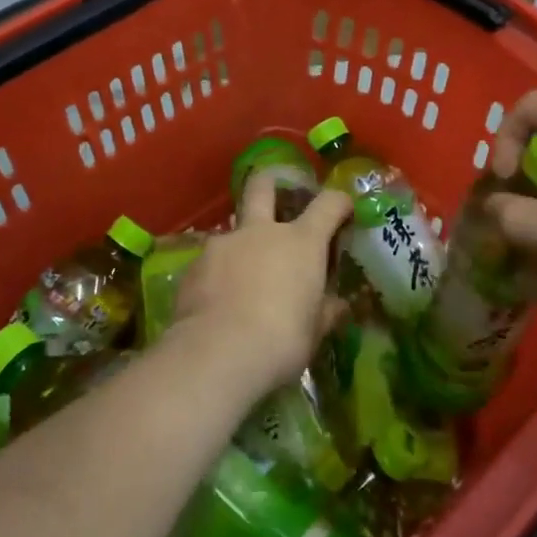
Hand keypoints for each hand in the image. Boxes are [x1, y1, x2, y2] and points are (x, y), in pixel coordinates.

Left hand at [170, 171, 351, 403]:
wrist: (216, 354)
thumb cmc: (281, 340)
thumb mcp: (314, 332)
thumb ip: (326, 312)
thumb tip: (338, 306)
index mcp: (301, 242)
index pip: (328, 204)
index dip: (339, 202)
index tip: (344, 209)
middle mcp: (262, 232)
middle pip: (263, 185)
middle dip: (271, 182)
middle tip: (277, 196)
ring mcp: (223, 244)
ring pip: (234, 228)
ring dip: (242, 243)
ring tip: (244, 275)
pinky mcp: (193, 266)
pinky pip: (211, 262)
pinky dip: (218, 274)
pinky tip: (218, 300)